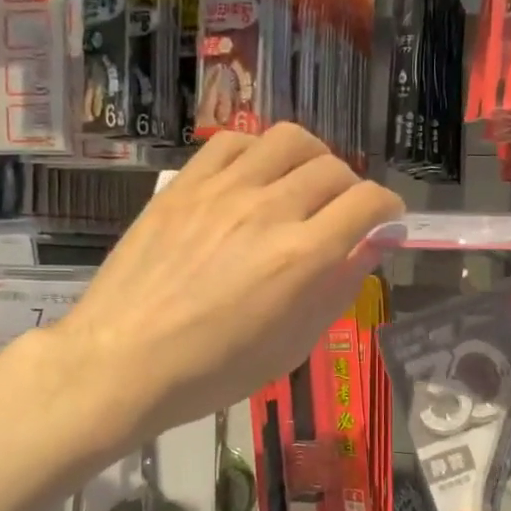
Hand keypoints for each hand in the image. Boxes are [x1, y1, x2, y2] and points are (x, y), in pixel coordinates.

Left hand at [52, 124, 402, 445]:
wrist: (122, 361)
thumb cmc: (213, 370)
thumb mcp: (292, 345)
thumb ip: (338, 289)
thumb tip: (372, 247)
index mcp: (302, 257)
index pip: (367, 203)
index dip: (388, 208)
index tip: (386, 221)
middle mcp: (269, 210)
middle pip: (334, 168)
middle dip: (353, 189)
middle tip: (343, 214)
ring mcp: (223, 190)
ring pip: (289, 140)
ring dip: (312, 157)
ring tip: (303, 183)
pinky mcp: (185, 184)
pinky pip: (233, 141)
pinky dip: (259, 151)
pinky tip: (256, 176)